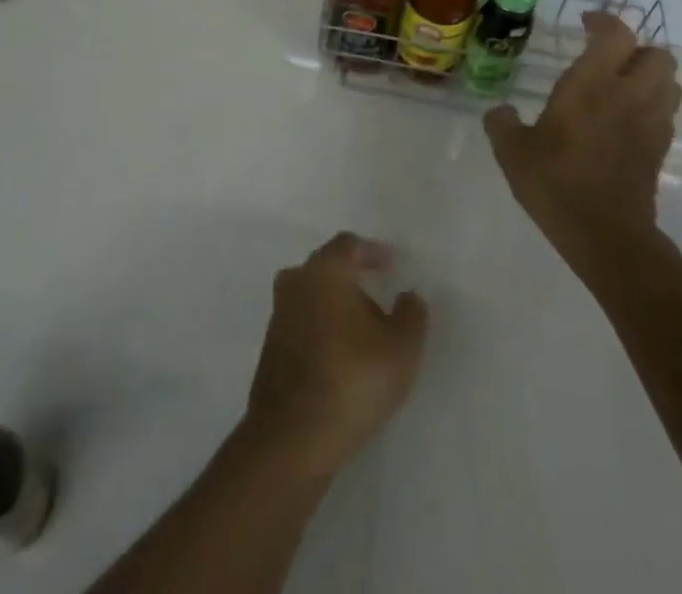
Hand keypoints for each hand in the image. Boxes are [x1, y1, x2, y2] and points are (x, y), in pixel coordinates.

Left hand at [242, 233, 428, 478]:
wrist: (292, 436)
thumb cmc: (352, 379)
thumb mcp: (401, 348)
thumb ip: (411, 314)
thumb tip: (408, 295)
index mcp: (324, 270)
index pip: (348, 245)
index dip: (372, 251)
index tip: (392, 264)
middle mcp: (296, 282)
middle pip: (326, 267)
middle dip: (352, 276)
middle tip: (377, 292)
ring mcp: (278, 314)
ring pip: (311, 294)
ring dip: (335, 303)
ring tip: (362, 327)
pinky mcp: (271, 346)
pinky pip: (302, 321)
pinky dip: (321, 326)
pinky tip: (340, 352)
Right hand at [483, 10, 681, 263]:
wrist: (605, 235)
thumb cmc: (555, 183)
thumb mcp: (512, 151)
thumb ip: (502, 123)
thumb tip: (500, 112)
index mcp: (592, 85)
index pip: (616, 35)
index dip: (604, 21)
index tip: (585, 24)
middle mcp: (628, 95)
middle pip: (658, 54)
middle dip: (636, 49)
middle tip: (608, 58)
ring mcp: (651, 123)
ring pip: (670, 82)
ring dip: (650, 76)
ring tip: (621, 85)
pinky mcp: (661, 149)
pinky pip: (667, 112)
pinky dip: (652, 105)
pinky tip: (625, 119)